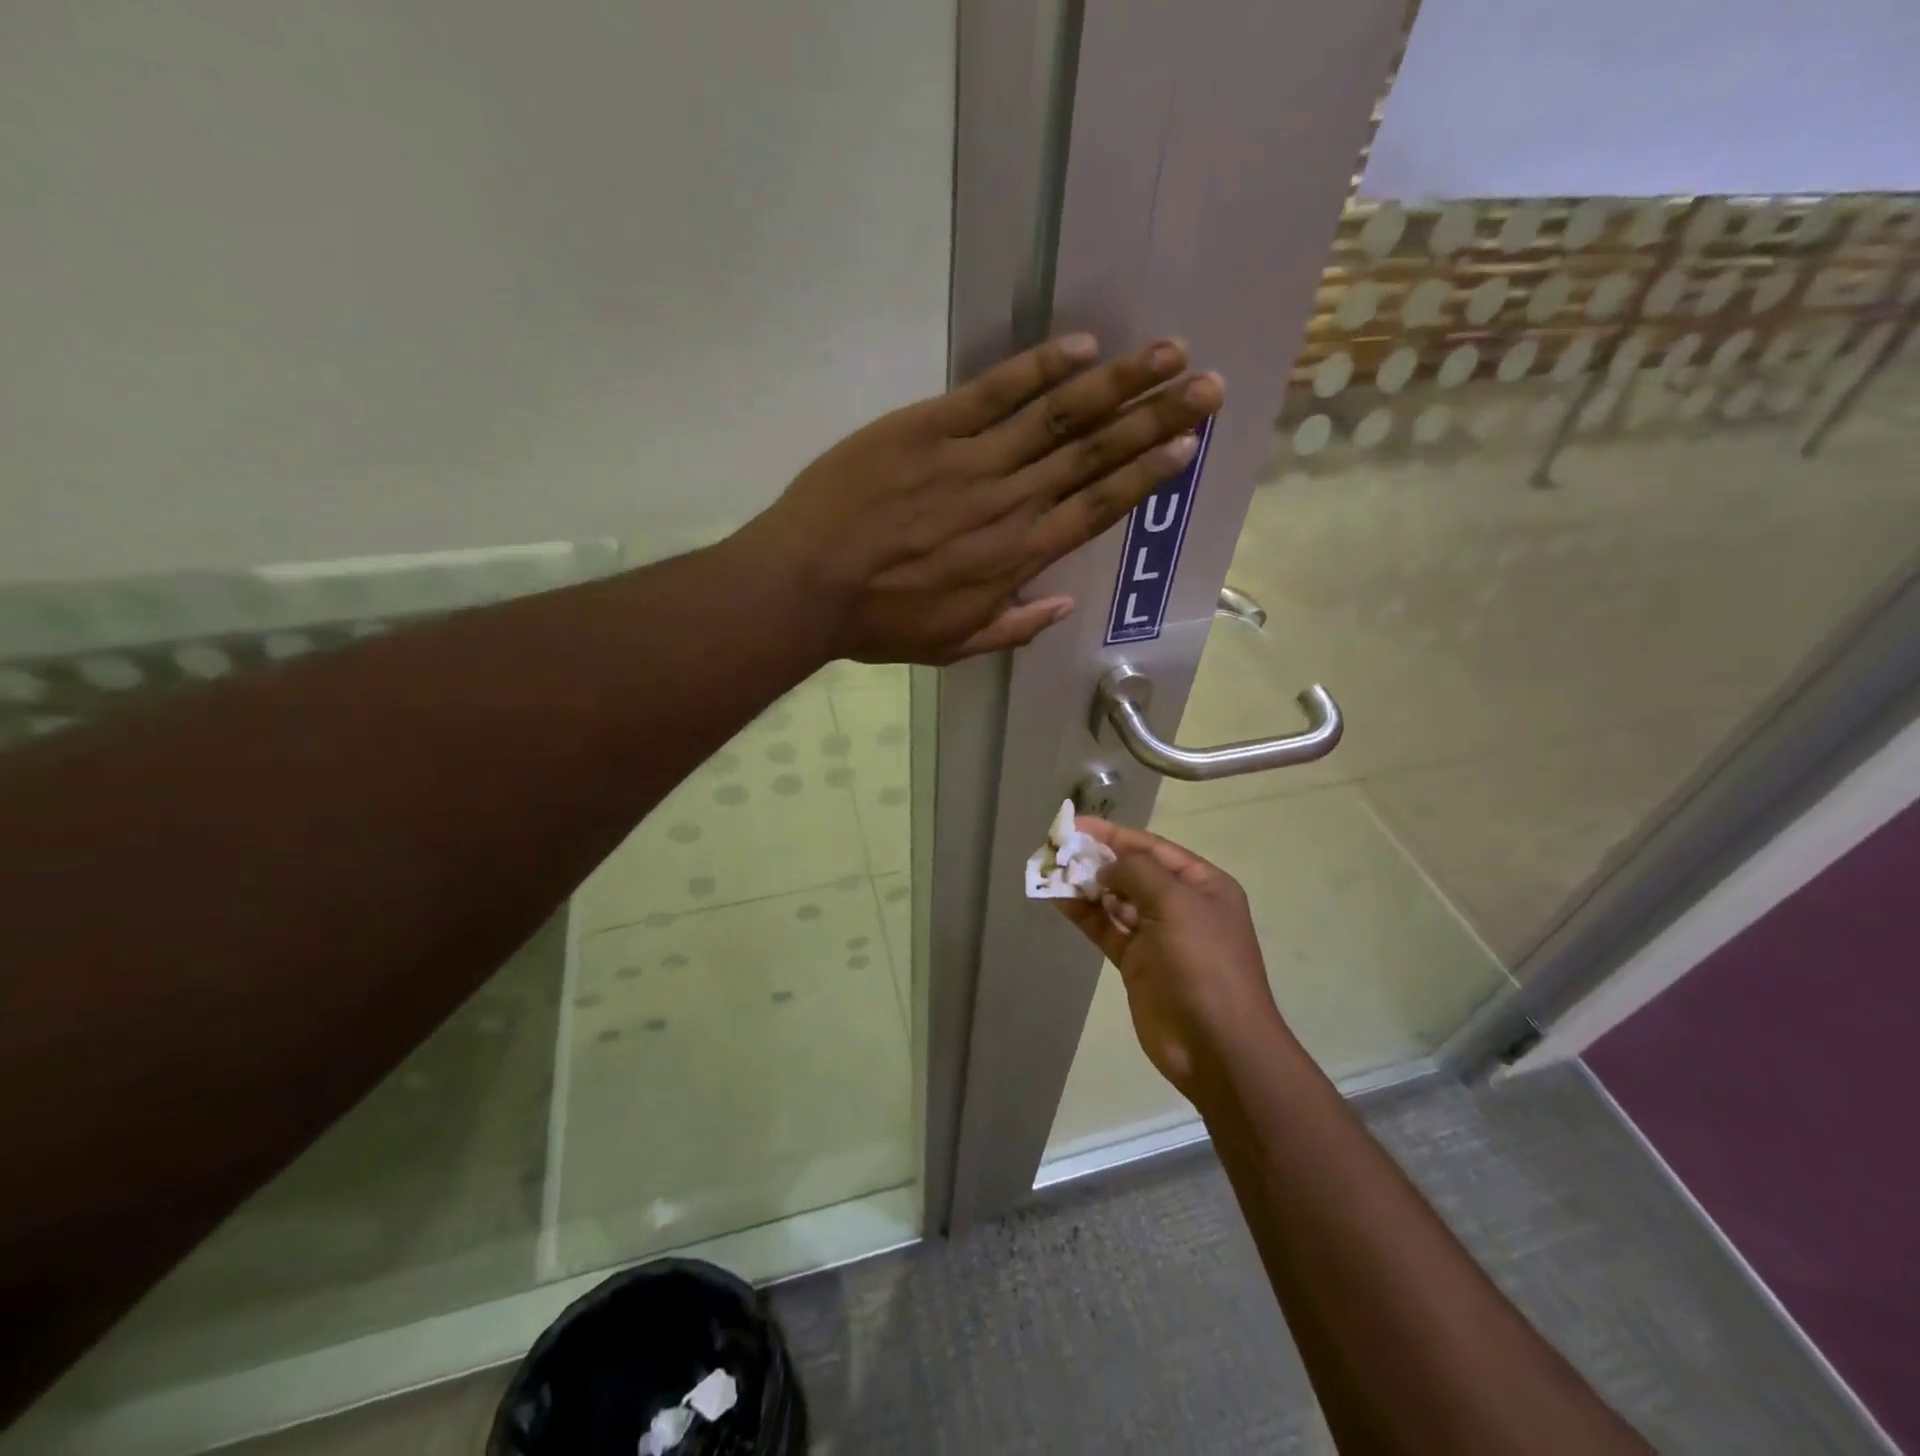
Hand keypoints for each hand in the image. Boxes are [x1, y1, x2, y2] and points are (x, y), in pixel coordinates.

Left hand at [742, 334, 1224, 664]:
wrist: (809, 583)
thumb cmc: (880, 622)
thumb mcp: (952, 645)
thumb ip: (1013, 628)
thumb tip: (1061, 605)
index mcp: (1016, 558)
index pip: (1096, 509)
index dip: (1145, 476)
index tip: (1186, 447)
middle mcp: (1010, 503)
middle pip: (1094, 455)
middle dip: (1156, 419)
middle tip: (1207, 386)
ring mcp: (972, 460)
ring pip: (1058, 416)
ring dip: (1118, 383)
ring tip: (1168, 354)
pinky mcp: (930, 427)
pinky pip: (995, 391)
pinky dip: (1040, 367)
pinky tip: (1083, 346)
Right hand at [1056, 819, 1289, 1098]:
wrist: (1216, 1044)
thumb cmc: (1203, 962)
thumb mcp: (1176, 903)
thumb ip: (1137, 873)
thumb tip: (1106, 868)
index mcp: (1203, 885)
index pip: (1152, 848)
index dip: (1113, 835)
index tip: (1076, 825)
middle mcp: (1181, 905)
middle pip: (1132, 872)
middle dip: (1096, 859)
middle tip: (1057, 848)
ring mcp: (1158, 936)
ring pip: (1115, 901)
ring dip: (1086, 886)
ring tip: (1051, 871)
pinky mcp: (1137, 963)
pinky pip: (1106, 929)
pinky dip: (1084, 914)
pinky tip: (1059, 900)